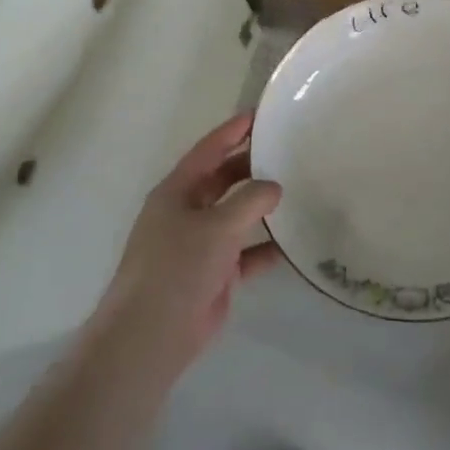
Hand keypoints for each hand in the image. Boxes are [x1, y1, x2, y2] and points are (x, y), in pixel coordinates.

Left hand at [92, 113, 281, 375]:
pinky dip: (266, 248)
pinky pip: (246, 253)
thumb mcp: (217, 226)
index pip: (209, 150)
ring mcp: (200, 244)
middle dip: (252, 166)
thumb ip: (250, 201)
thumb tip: (275, 187)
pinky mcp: (214, 274)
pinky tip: (293, 243)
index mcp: (177, 192)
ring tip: (297, 190)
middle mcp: (187, 213)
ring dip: (262, 207)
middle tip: (288, 152)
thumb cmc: (177, 268)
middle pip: (224, 180)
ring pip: (236, 216)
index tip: (261, 114)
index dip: (233, 131)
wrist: (151, 334)